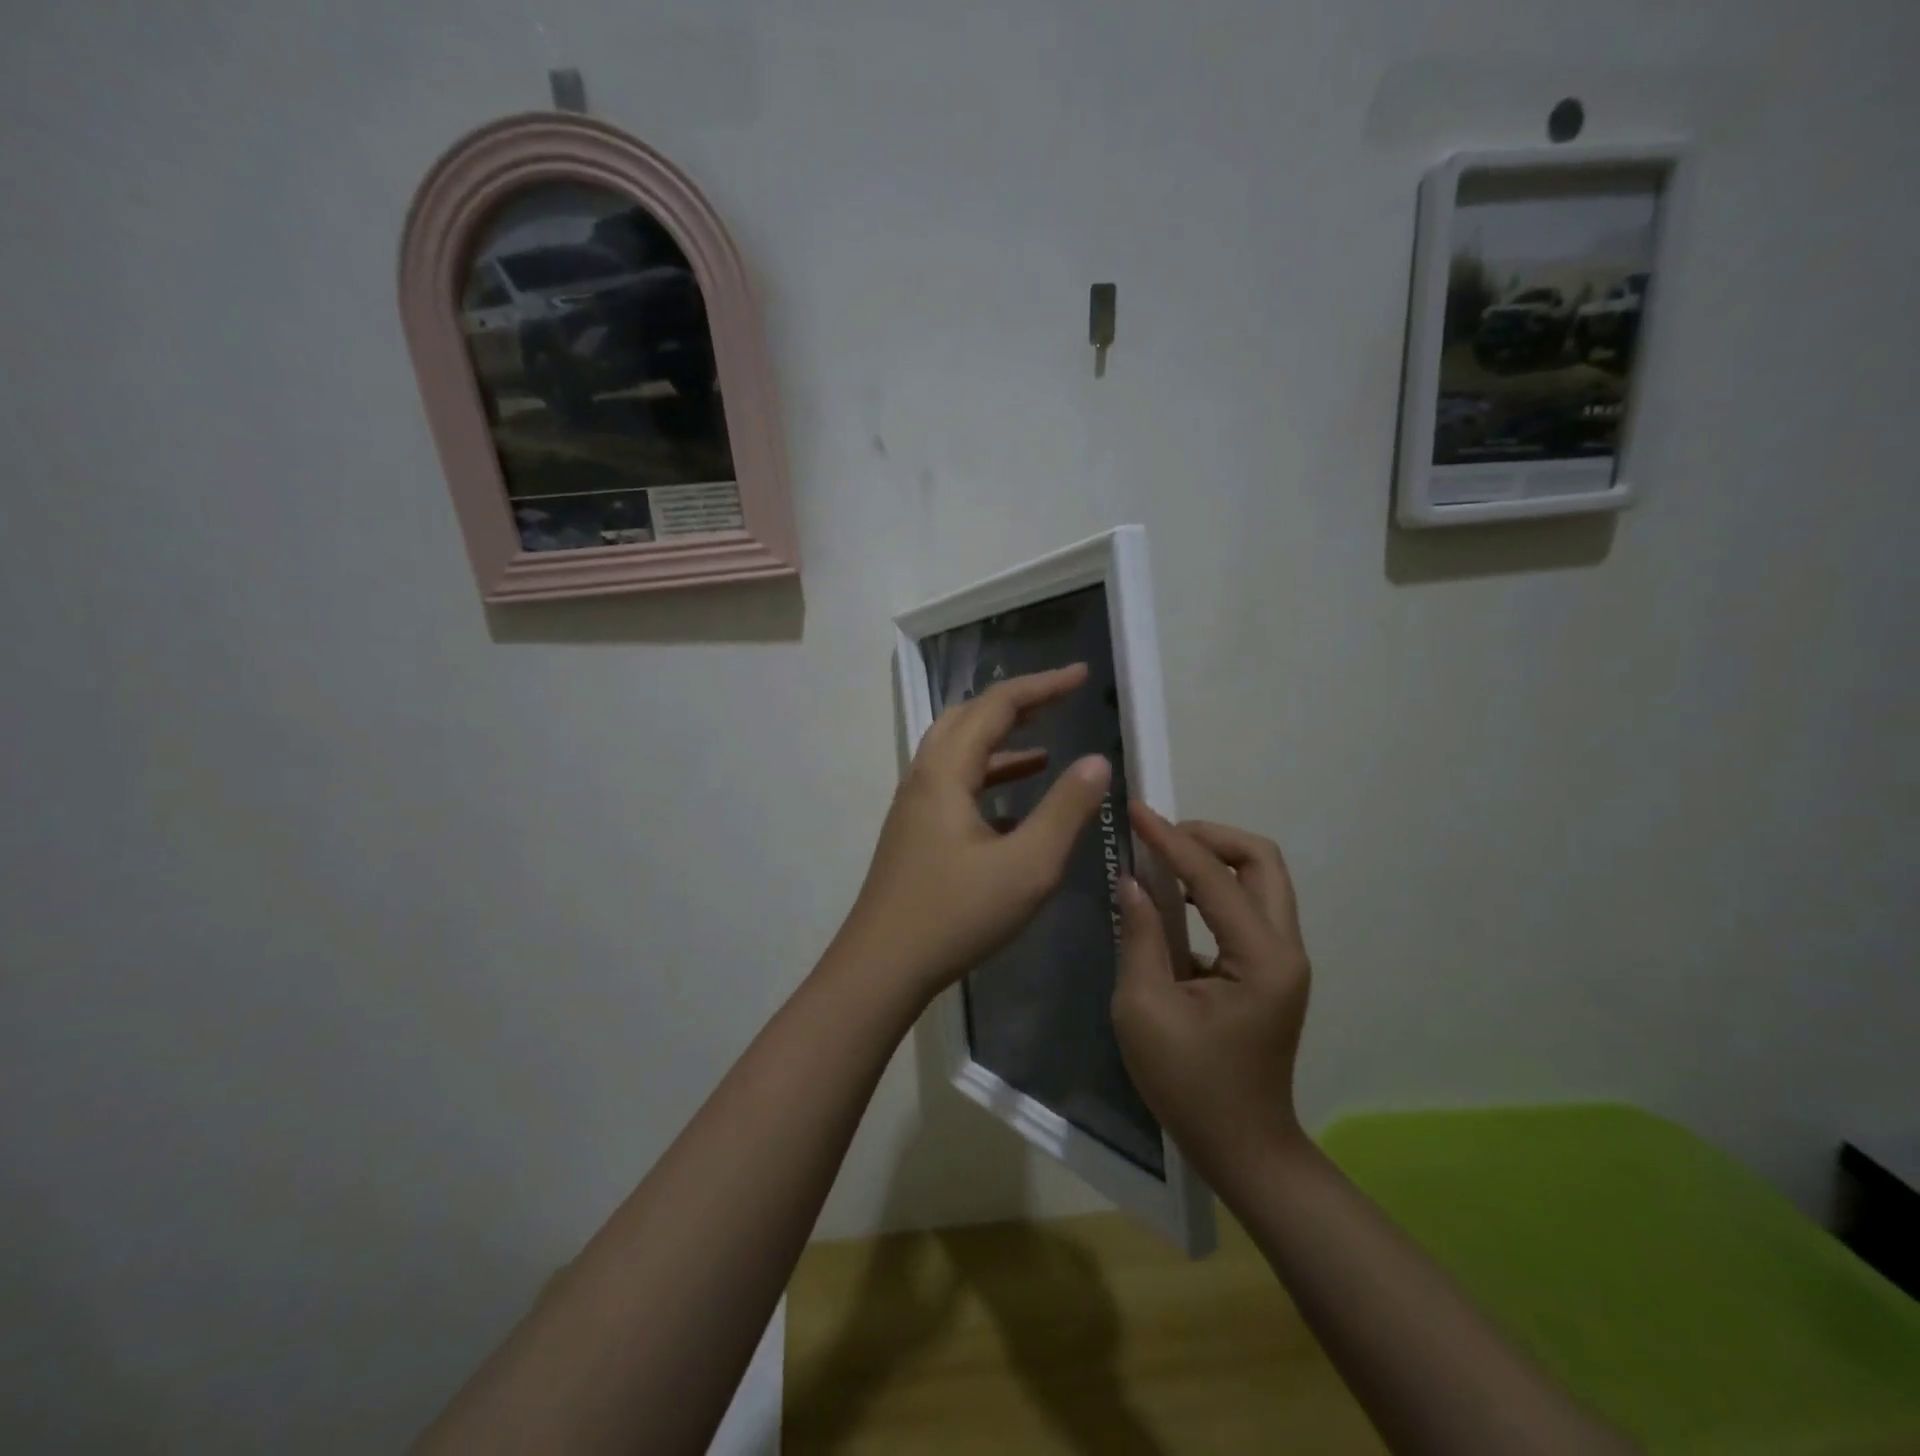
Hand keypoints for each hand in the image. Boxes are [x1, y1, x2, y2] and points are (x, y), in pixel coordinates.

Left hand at [839, 665, 1112, 999]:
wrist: (882, 967)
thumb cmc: (956, 914)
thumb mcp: (1027, 865)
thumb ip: (1065, 809)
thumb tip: (1097, 761)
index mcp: (946, 772)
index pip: (997, 707)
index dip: (1042, 686)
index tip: (1082, 676)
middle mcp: (924, 777)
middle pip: (969, 718)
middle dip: (1016, 704)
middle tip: (1059, 701)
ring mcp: (914, 806)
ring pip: (957, 752)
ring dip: (1000, 742)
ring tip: (1045, 748)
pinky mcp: (914, 833)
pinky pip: (953, 784)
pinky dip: (987, 777)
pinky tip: (1013, 803)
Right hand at [1111, 806, 1311, 1185]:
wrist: (1244, 1148)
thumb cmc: (1190, 1085)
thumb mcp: (1145, 1010)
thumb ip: (1141, 936)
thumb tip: (1131, 882)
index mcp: (1261, 958)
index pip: (1212, 877)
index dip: (1170, 839)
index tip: (1135, 810)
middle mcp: (1285, 947)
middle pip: (1261, 860)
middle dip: (1209, 836)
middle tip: (1158, 837)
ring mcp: (1283, 958)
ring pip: (1259, 879)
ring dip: (1212, 859)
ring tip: (1160, 860)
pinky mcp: (1270, 969)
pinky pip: (1247, 906)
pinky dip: (1212, 888)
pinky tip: (1173, 900)